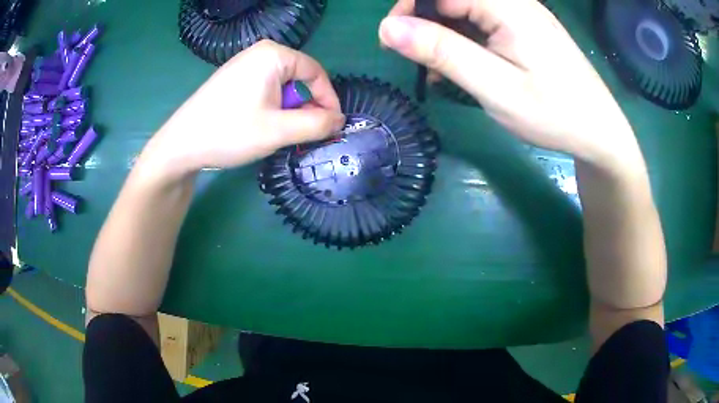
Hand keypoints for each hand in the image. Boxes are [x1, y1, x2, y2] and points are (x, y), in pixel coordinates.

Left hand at [148, 40, 344, 177]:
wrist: (181, 145)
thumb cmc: (230, 132)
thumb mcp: (279, 130)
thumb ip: (317, 124)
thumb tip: (340, 120)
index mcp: (273, 55)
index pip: (316, 73)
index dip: (328, 100)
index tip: (332, 126)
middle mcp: (260, 53)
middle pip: (299, 78)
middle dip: (306, 107)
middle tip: (303, 134)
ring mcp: (244, 65)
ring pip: (282, 86)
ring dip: (289, 110)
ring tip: (280, 133)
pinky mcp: (234, 79)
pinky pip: (265, 89)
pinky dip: (272, 108)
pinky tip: (262, 126)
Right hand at [380, 0, 644, 171]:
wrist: (600, 132)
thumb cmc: (554, 113)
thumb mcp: (495, 87)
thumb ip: (443, 52)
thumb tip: (388, 28)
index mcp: (507, 5)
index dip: (408, 7)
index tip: (393, 41)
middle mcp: (514, 1)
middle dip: (424, 21)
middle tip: (418, 59)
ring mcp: (521, 13)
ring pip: (465, 10)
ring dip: (444, 34)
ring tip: (439, 69)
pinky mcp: (525, 27)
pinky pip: (483, 22)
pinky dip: (465, 40)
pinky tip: (462, 67)